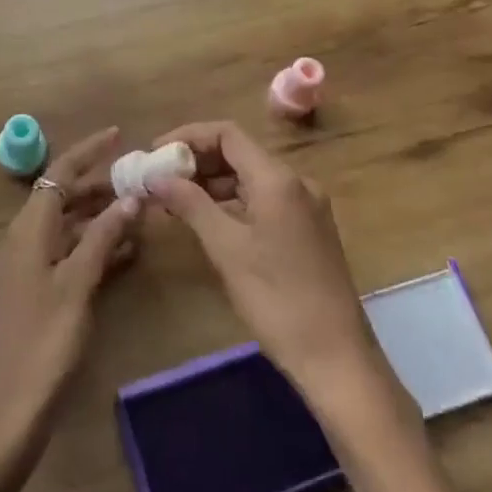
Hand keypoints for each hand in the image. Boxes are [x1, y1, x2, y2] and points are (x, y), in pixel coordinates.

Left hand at [0, 127, 139, 491]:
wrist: (3, 415)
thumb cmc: (41, 343)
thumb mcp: (76, 286)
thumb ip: (102, 238)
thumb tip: (130, 197)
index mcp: (27, 230)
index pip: (58, 173)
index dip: (88, 151)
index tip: (120, 135)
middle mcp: (23, 241)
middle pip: (62, 198)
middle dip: (99, 185)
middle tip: (140, 180)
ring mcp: (26, 269)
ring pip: (67, 228)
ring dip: (100, 218)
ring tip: (140, 213)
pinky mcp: (34, 295)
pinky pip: (66, 256)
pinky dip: (94, 248)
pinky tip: (125, 254)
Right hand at [147, 121, 382, 406]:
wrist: (336, 356)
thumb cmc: (277, 299)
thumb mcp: (226, 249)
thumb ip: (190, 204)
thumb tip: (156, 177)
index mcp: (278, 179)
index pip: (227, 134)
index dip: (188, 137)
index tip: (155, 153)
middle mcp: (296, 182)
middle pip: (239, 153)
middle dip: (196, 161)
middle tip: (159, 179)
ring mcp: (305, 206)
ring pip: (250, 178)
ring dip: (212, 183)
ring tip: (173, 201)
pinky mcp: (307, 230)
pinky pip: (263, 200)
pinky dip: (232, 203)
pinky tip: (207, 221)